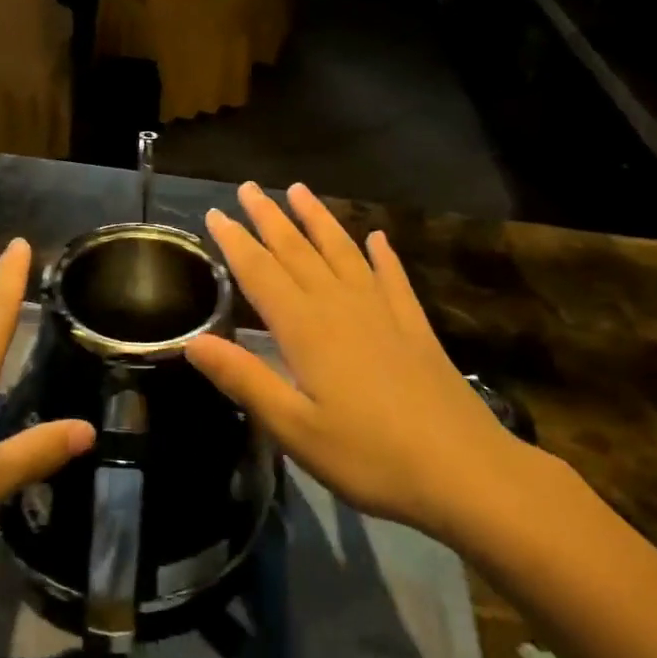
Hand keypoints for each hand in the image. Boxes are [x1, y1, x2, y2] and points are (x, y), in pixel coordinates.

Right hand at [186, 183, 541, 542]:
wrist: (464, 470)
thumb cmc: (369, 456)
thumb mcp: (294, 428)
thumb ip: (244, 379)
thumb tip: (192, 341)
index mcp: (306, 329)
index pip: (260, 272)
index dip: (236, 241)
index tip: (216, 212)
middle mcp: (341, 306)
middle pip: (298, 251)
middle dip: (270, 218)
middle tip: (248, 187)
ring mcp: (382, 312)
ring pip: (342, 252)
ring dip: (318, 219)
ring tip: (300, 190)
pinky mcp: (414, 326)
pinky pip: (392, 277)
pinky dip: (382, 255)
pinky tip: (378, 238)